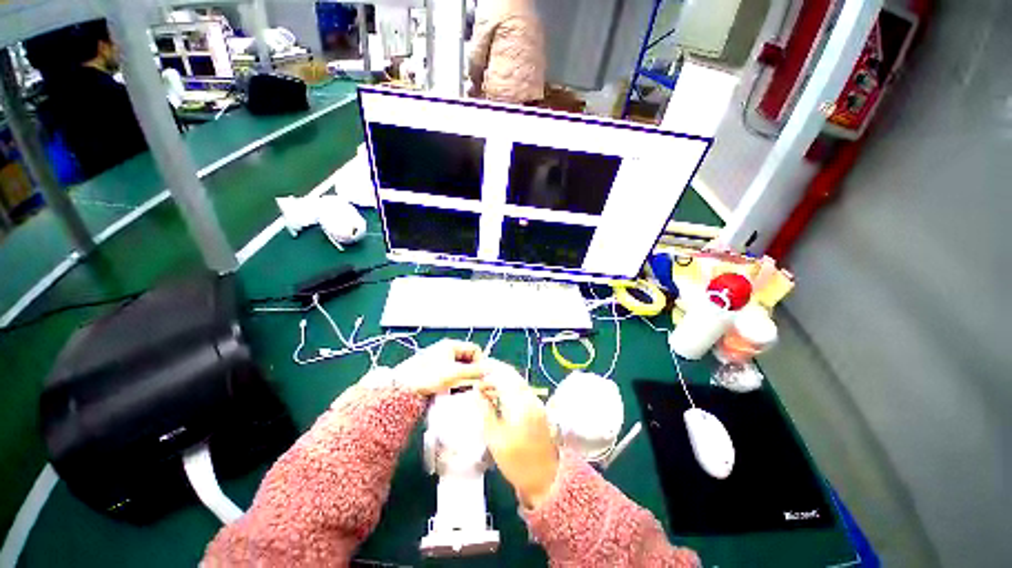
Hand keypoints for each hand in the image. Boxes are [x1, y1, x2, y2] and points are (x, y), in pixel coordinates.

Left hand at [394, 339, 484, 395]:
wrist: (403, 387)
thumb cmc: (429, 376)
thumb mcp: (454, 374)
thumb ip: (474, 371)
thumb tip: (491, 370)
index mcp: (451, 345)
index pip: (474, 349)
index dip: (480, 361)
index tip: (481, 376)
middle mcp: (446, 350)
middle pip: (467, 358)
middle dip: (472, 371)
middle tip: (473, 385)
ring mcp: (440, 360)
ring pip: (460, 367)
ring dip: (464, 377)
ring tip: (462, 389)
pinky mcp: (434, 370)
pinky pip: (451, 373)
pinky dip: (455, 381)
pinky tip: (453, 390)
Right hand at [479, 360, 559, 509]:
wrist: (545, 478)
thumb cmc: (516, 462)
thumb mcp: (494, 438)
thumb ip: (485, 410)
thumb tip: (477, 391)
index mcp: (519, 403)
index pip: (502, 376)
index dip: (487, 371)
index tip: (474, 373)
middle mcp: (530, 397)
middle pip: (511, 374)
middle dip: (494, 372)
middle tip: (477, 377)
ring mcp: (536, 401)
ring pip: (517, 380)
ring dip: (501, 379)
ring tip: (484, 387)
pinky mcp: (538, 407)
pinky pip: (521, 389)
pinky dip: (508, 387)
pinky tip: (497, 395)